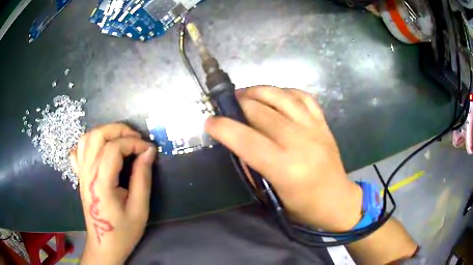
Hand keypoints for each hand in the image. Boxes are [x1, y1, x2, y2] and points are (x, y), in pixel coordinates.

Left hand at [70, 123, 156, 263]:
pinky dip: (89, 143)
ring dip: (105, 133)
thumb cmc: (123, 231)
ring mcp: (81, 173)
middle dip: (119, 130)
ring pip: (86, 138)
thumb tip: (148, 152)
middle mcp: (87, 173)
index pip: (114, 148)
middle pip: (97, 135)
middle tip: (136, 139)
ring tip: (121, 140)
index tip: (149, 149)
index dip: (134, 143)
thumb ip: (142, 178)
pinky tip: (100, 149)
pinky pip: (78, 151)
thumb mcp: (139, 209)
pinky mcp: (79, 176)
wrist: (104, 245)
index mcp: (101, 183)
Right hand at [205, 86, 361, 231]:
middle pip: (262, 112)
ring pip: (283, 97)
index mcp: (285, 168)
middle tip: (226, 105)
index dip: (224, 128)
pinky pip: (304, 97)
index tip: (210, 121)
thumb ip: (252, 167)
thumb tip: (237, 143)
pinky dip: (286, 91)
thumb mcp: (271, 195)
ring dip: (259, 91)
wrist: (337, 200)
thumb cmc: (303, 206)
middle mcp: (300, 143)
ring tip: (246, 93)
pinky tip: (275, 95)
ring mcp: (314, 129)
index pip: (247, 140)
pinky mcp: (324, 124)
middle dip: (238, 104)